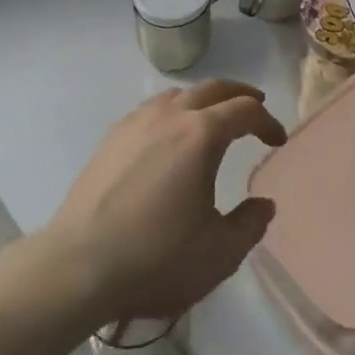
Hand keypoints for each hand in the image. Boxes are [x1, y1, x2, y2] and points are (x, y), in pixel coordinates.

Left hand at [43, 81, 286, 329]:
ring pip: (180, 94)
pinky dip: (174, 110)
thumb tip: (264, 203)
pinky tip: (169, 135)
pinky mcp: (112, 137)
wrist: (78, 266)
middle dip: (239, 95)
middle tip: (254, 108)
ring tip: (213, 117)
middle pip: (213, 88)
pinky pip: (153, 108)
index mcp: (202, 134)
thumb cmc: (155, 258)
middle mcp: (171, 115)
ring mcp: (137, 122)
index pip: (245, 110)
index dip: (267, 121)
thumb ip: (249, 225)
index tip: (276, 140)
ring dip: (205, 99)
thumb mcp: (218, 253)